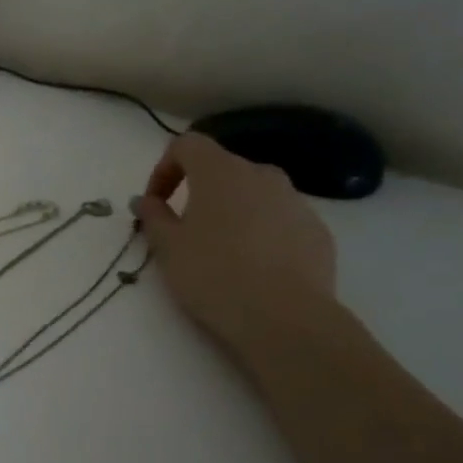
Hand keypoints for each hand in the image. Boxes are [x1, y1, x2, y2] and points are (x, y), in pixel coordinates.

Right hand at [132, 132, 338, 358]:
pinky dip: (260, 232)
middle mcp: (261, 175)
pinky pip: (279, 219)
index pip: (187, 145)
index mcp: (220, 172)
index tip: (155, 202)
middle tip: (184, 229)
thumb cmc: (213, 274)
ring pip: (254, 194)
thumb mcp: (168, 247)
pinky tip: (252, 267)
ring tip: (220, 250)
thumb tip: (146, 200)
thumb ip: (153, 217)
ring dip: (231, 211)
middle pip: (222, 168)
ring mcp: (295, 201)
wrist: (284, 317)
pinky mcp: (317, 230)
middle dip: (199, 191)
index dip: (164, 168)